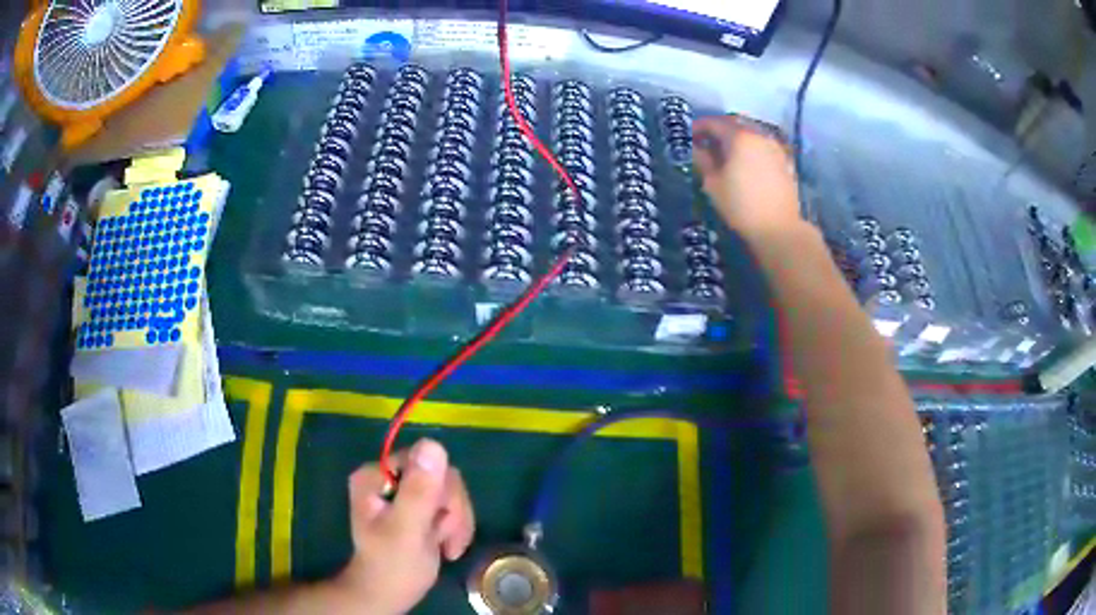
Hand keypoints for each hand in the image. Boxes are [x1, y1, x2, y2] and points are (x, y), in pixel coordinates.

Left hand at [334, 439, 474, 614]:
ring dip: (456, 522)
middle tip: (445, 540)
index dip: (441, 492)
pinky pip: (451, 503)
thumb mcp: (406, 530)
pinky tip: (447, 546)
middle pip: (441, 475)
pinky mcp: (418, 505)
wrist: (390, 594)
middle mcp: (389, 475)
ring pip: (450, 490)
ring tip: (446, 547)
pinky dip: (456, 527)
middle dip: (451, 511)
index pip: (424, 461)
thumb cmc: (393, 566)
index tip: (440, 523)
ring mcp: (404, 490)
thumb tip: (434, 445)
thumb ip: (418, 491)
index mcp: (376, 474)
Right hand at [692, 115, 802, 237]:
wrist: (778, 228)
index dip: (699, 127)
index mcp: (739, 137)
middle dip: (719, 130)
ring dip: (737, 138)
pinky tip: (747, 162)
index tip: (689, 136)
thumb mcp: (713, 184)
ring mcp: (775, 147)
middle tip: (707, 142)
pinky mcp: (785, 161)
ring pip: (751, 134)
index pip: (714, 123)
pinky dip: (752, 148)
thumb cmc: (740, 206)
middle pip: (735, 124)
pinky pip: (764, 146)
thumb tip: (697, 149)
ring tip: (727, 152)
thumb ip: (703, 161)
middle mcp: (759, 135)